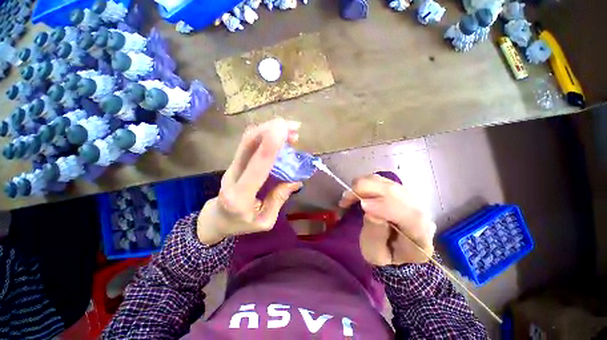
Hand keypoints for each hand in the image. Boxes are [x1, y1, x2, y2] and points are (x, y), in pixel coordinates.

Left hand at [196, 118, 302, 244]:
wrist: (216, 219)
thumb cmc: (240, 224)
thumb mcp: (264, 221)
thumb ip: (279, 199)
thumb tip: (296, 180)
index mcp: (240, 197)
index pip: (255, 168)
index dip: (269, 148)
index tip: (283, 131)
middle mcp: (233, 176)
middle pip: (247, 145)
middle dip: (270, 130)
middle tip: (293, 126)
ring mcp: (232, 166)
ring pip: (248, 140)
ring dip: (269, 129)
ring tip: (290, 129)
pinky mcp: (236, 162)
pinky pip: (249, 143)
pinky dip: (265, 135)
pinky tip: (280, 135)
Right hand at [339, 174, 436, 265]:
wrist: (395, 245)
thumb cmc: (385, 254)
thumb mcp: (376, 254)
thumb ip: (375, 237)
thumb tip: (370, 213)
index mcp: (420, 235)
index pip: (411, 216)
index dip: (386, 206)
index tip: (362, 205)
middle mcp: (420, 211)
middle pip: (396, 192)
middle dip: (367, 191)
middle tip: (345, 200)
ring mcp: (410, 197)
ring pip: (386, 182)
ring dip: (363, 186)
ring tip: (348, 198)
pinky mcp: (398, 189)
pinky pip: (381, 180)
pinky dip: (365, 183)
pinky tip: (356, 193)